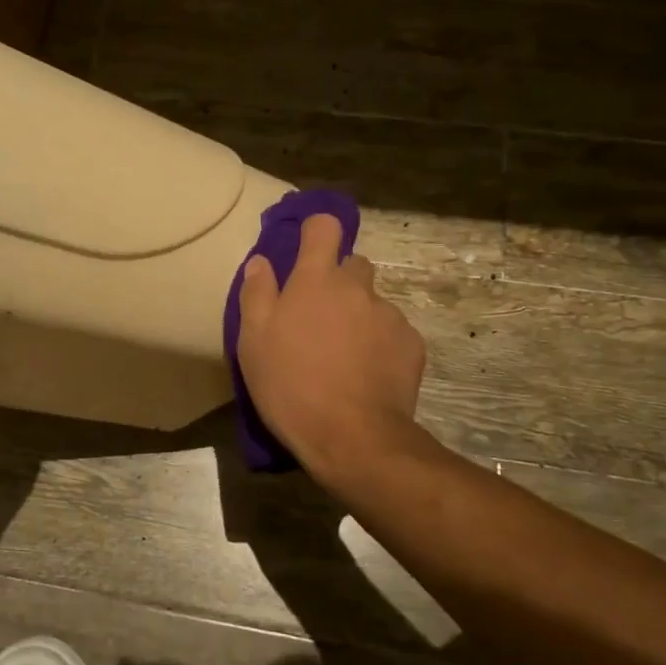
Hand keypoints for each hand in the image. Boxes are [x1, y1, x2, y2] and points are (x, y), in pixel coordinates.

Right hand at [236, 213, 426, 483]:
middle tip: (319, 318)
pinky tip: (368, 374)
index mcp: (316, 280)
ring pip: (373, 302)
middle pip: (353, 265)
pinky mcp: (412, 345)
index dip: (316, 231)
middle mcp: (358, 287)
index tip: (307, 248)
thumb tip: (260, 262)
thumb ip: (256, 294)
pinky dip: (381, 344)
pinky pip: (393, 332)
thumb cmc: (291, 385)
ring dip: (359, 316)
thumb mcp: (253, 342)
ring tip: (345, 355)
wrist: (351, 436)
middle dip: (338, 282)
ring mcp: (389, 315)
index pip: (325, 228)